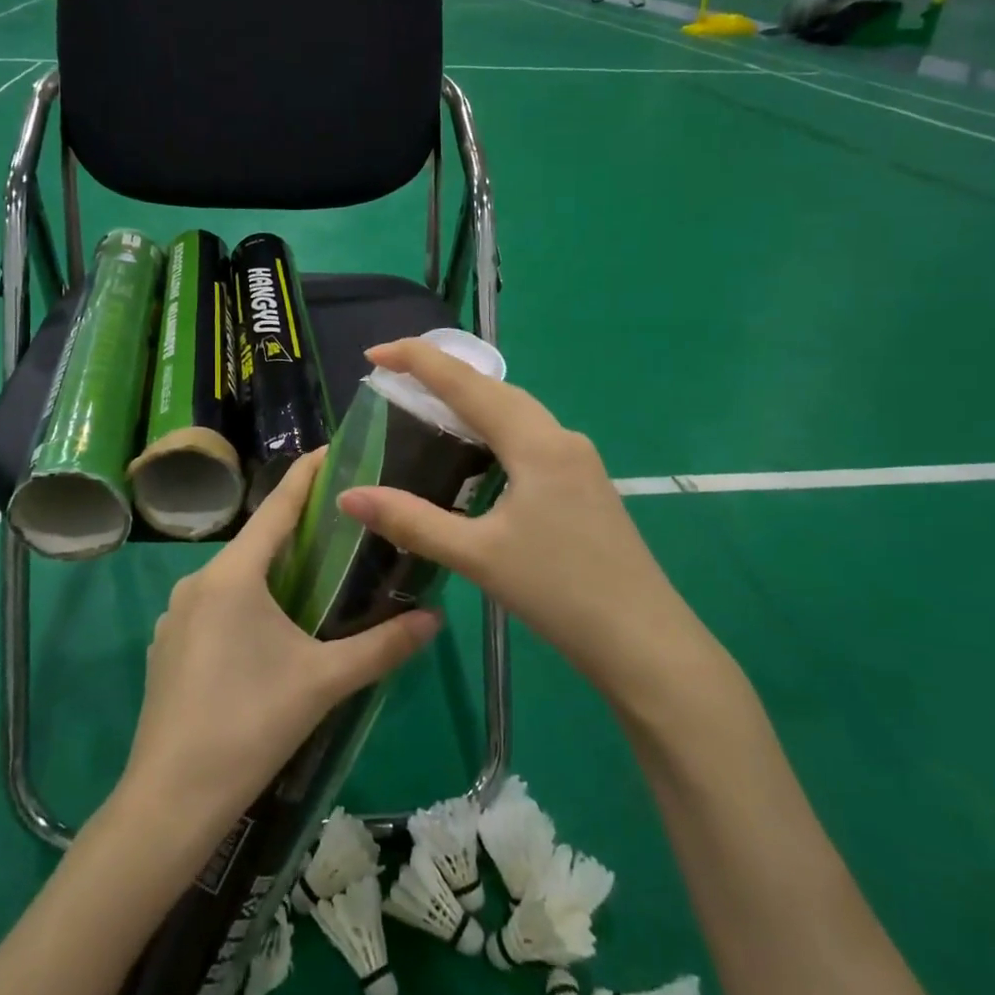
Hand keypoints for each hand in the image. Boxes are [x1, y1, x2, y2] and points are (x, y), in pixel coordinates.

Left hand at [121, 449, 441, 838]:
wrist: (170, 799)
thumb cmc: (250, 724)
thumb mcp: (324, 682)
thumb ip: (382, 646)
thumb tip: (436, 618)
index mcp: (234, 575)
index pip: (278, 506)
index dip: (307, 475)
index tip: (333, 449)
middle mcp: (199, 582)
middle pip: (259, 542)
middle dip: (300, 530)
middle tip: (346, 526)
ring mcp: (176, 615)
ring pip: (236, 577)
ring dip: (274, 571)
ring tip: (317, 580)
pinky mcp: (168, 646)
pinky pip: (216, 606)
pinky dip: (248, 603)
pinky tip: (272, 634)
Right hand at [337, 338, 706, 700]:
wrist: (645, 642)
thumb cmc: (560, 592)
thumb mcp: (477, 556)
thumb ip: (411, 521)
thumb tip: (349, 495)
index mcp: (536, 443)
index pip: (467, 383)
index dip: (418, 360)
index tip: (374, 352)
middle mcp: (561, 438)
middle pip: (494, 389)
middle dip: (443, 374)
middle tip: (394, 377)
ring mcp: (579, 461)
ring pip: (515, 413)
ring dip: (470, 402)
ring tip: (426, 408)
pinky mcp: (584, 484)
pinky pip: (530, 438)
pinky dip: (492, 431)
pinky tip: (476, 457)